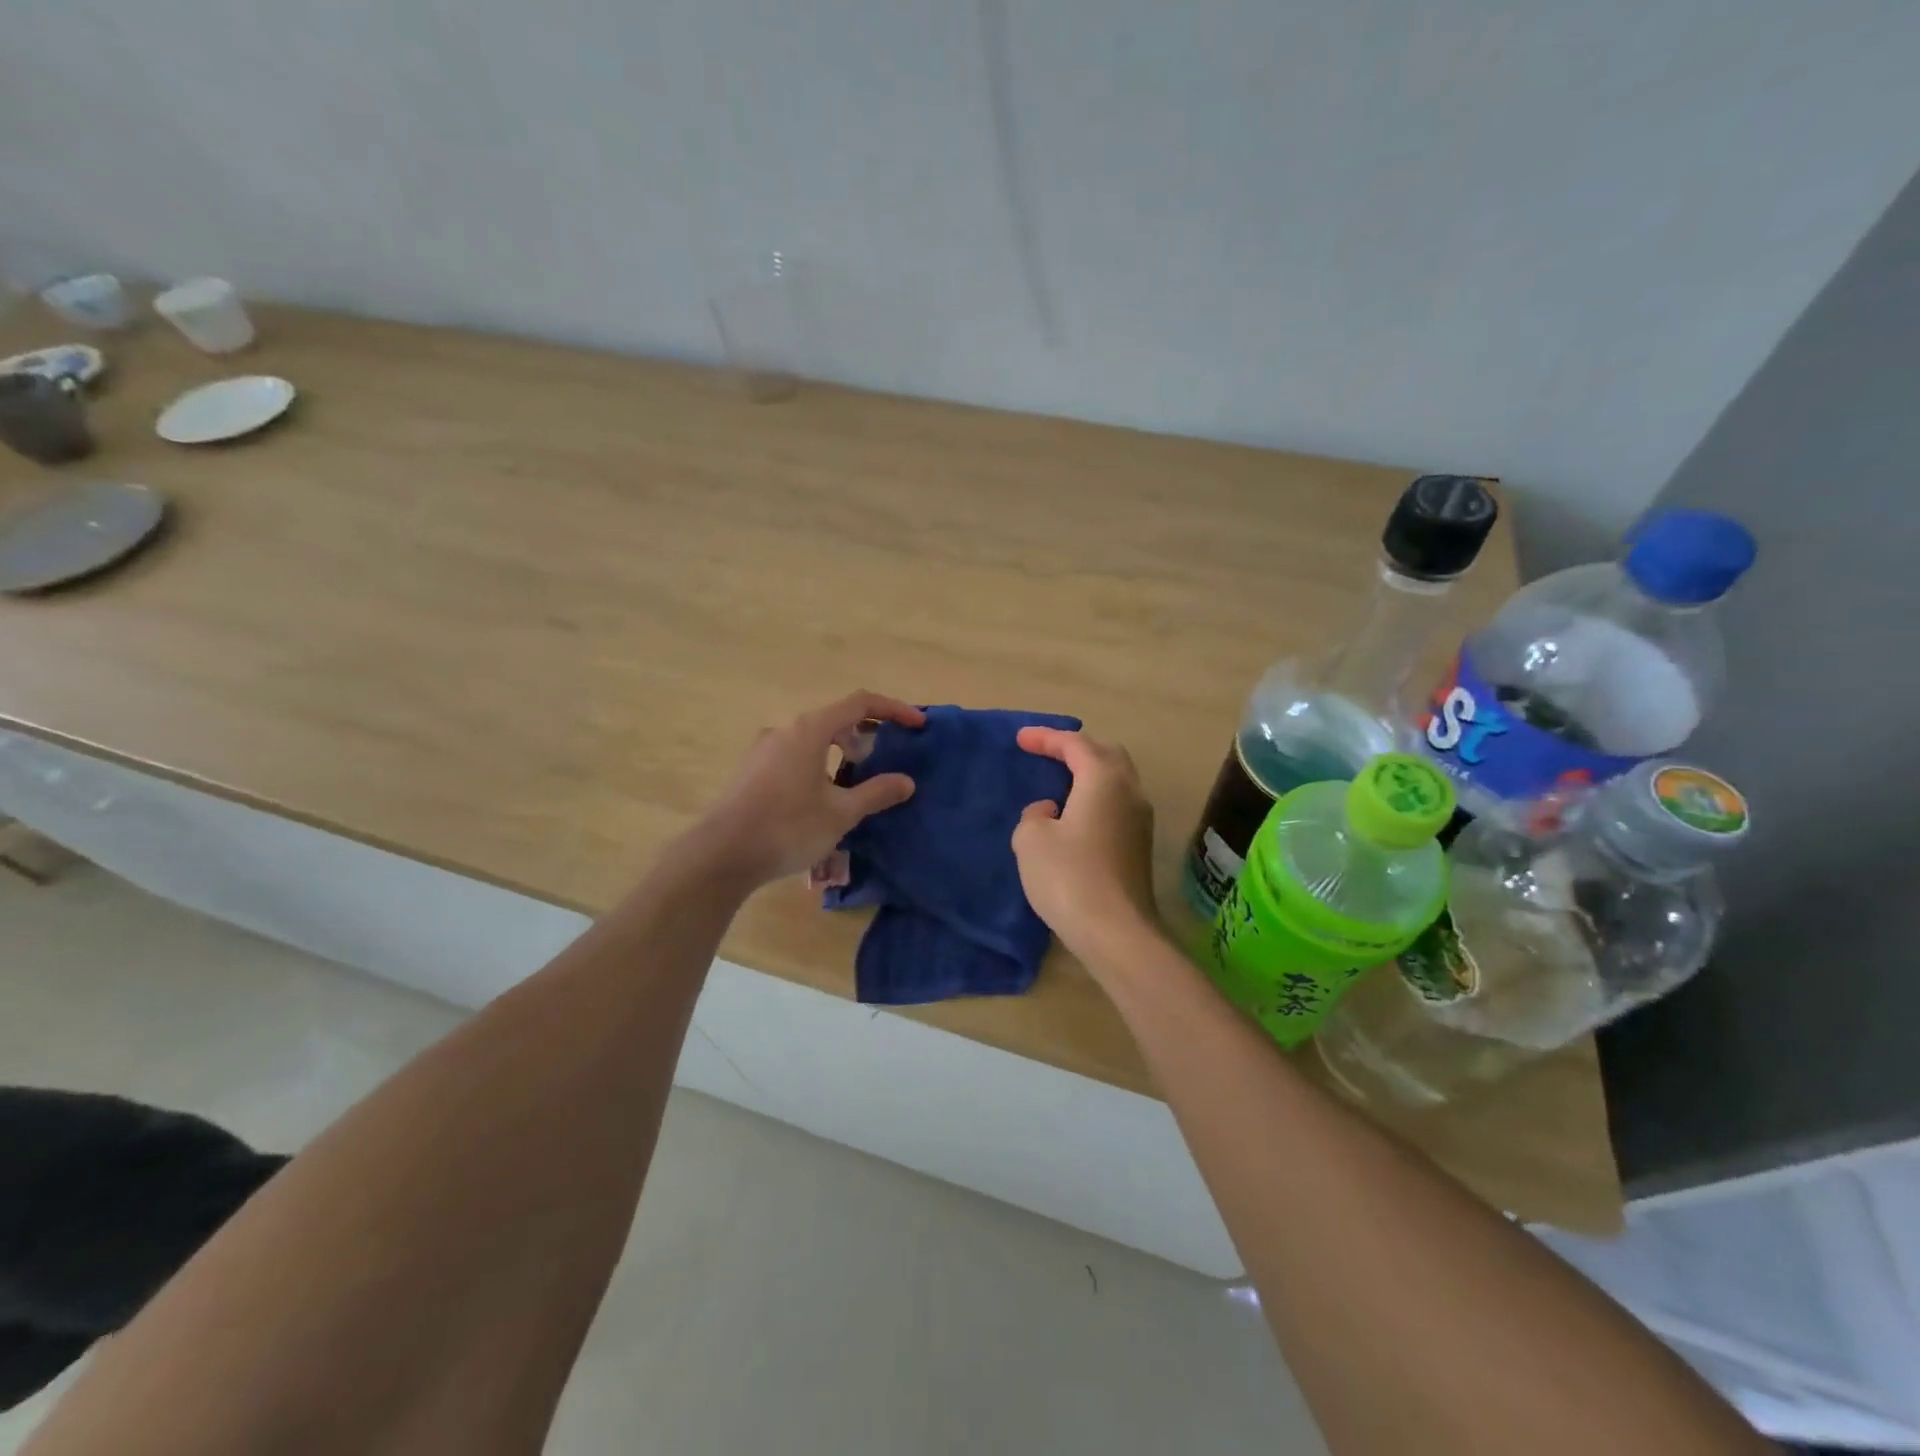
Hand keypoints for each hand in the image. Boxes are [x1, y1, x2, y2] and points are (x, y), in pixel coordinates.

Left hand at [695, 691, 925, 887]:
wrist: (721, 855)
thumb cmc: (788, 828)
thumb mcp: (840, 814)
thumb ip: (876, 793)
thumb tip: (906, 782)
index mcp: (809, 730)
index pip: (860, 703)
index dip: (893, 709)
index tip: (918, 725)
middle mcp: (785, 730)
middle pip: (835, 719)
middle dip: (865, 734)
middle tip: (883, 760)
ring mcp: (763, 749)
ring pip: (812, 738)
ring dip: (840, 751)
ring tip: (854, 783)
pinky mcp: (752, 770)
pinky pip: (795, 754)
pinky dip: (818, 763)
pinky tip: (821, 797)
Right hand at [1011, 727, 1159, 968]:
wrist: (1116, 933)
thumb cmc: (1069, 877)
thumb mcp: (1031, 839)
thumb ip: (1034, 815)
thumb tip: (1051, 812)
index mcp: (1104, 780)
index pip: (1075, 744)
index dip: (1046, 738)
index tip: (1020, 739)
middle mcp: (1130, 792)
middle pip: (1106, 754)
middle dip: (1075, 749)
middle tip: (1046, 754)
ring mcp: (1141, 820)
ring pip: (1116, 780)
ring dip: (1088, 773)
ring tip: (1059, 781)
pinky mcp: (1140, 846)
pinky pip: (1117, 805)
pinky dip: (1095, 797)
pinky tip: (1074, 815)